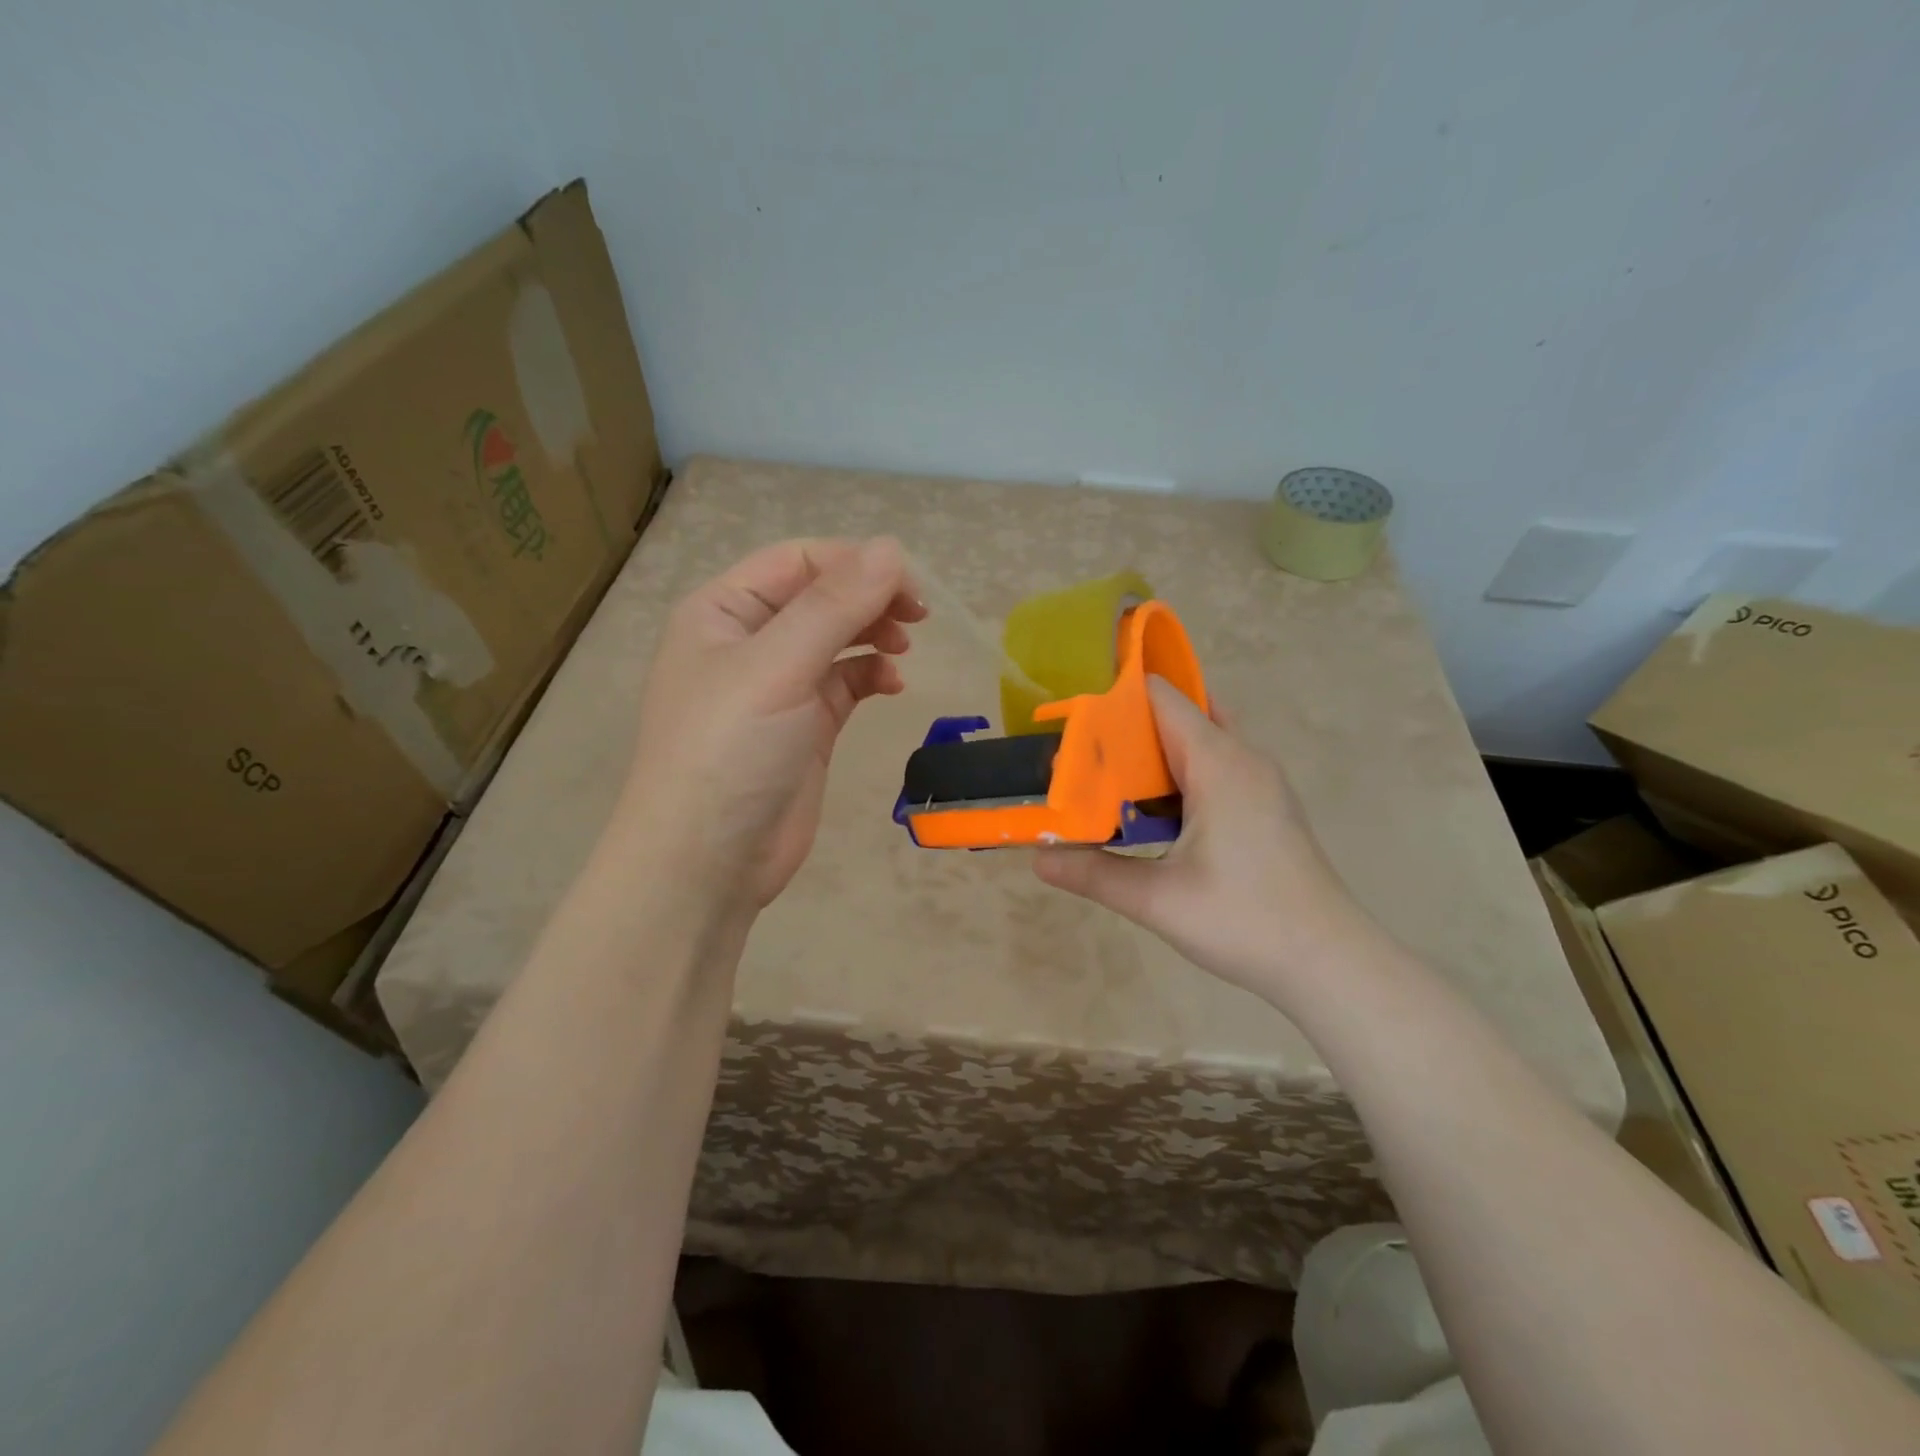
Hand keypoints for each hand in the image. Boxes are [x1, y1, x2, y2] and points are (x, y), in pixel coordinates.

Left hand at [617, 537, 923, 918]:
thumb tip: (891, 547)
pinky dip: (870, 675)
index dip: (854, 564)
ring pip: (836, 639)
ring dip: (873, 634)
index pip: (798, 561)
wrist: (706, 862)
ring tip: (902, 647)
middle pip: (820, 596)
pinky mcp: (803, 727)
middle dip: (869, 598)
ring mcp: (777, 687)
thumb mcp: (777, 668)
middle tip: (917, 616)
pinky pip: (844, 683)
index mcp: (723, 611)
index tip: (908, 588)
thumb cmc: (728, 752)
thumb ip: (834, 606)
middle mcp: (748, 641)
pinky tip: (891, 685)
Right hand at [1034, 677, 1379, 1000]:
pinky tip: (1152, 812)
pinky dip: (1179, 774)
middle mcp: (1244, 759)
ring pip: (1201, 742)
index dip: (1116, 699)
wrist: (1330, 963)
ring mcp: (1261, 782)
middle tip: (1082, 753)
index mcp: (1220, 763)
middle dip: (1130, 726)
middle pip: (1181, 714)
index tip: (1073, 719)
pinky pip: (1216, 767)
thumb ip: (1093, 873)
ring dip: (1155, 753)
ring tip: (1107, 779)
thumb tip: (1037, 858)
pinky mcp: (1266, 806)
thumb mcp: (1158, 899)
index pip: (1162, 698)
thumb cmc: (1245, 921)